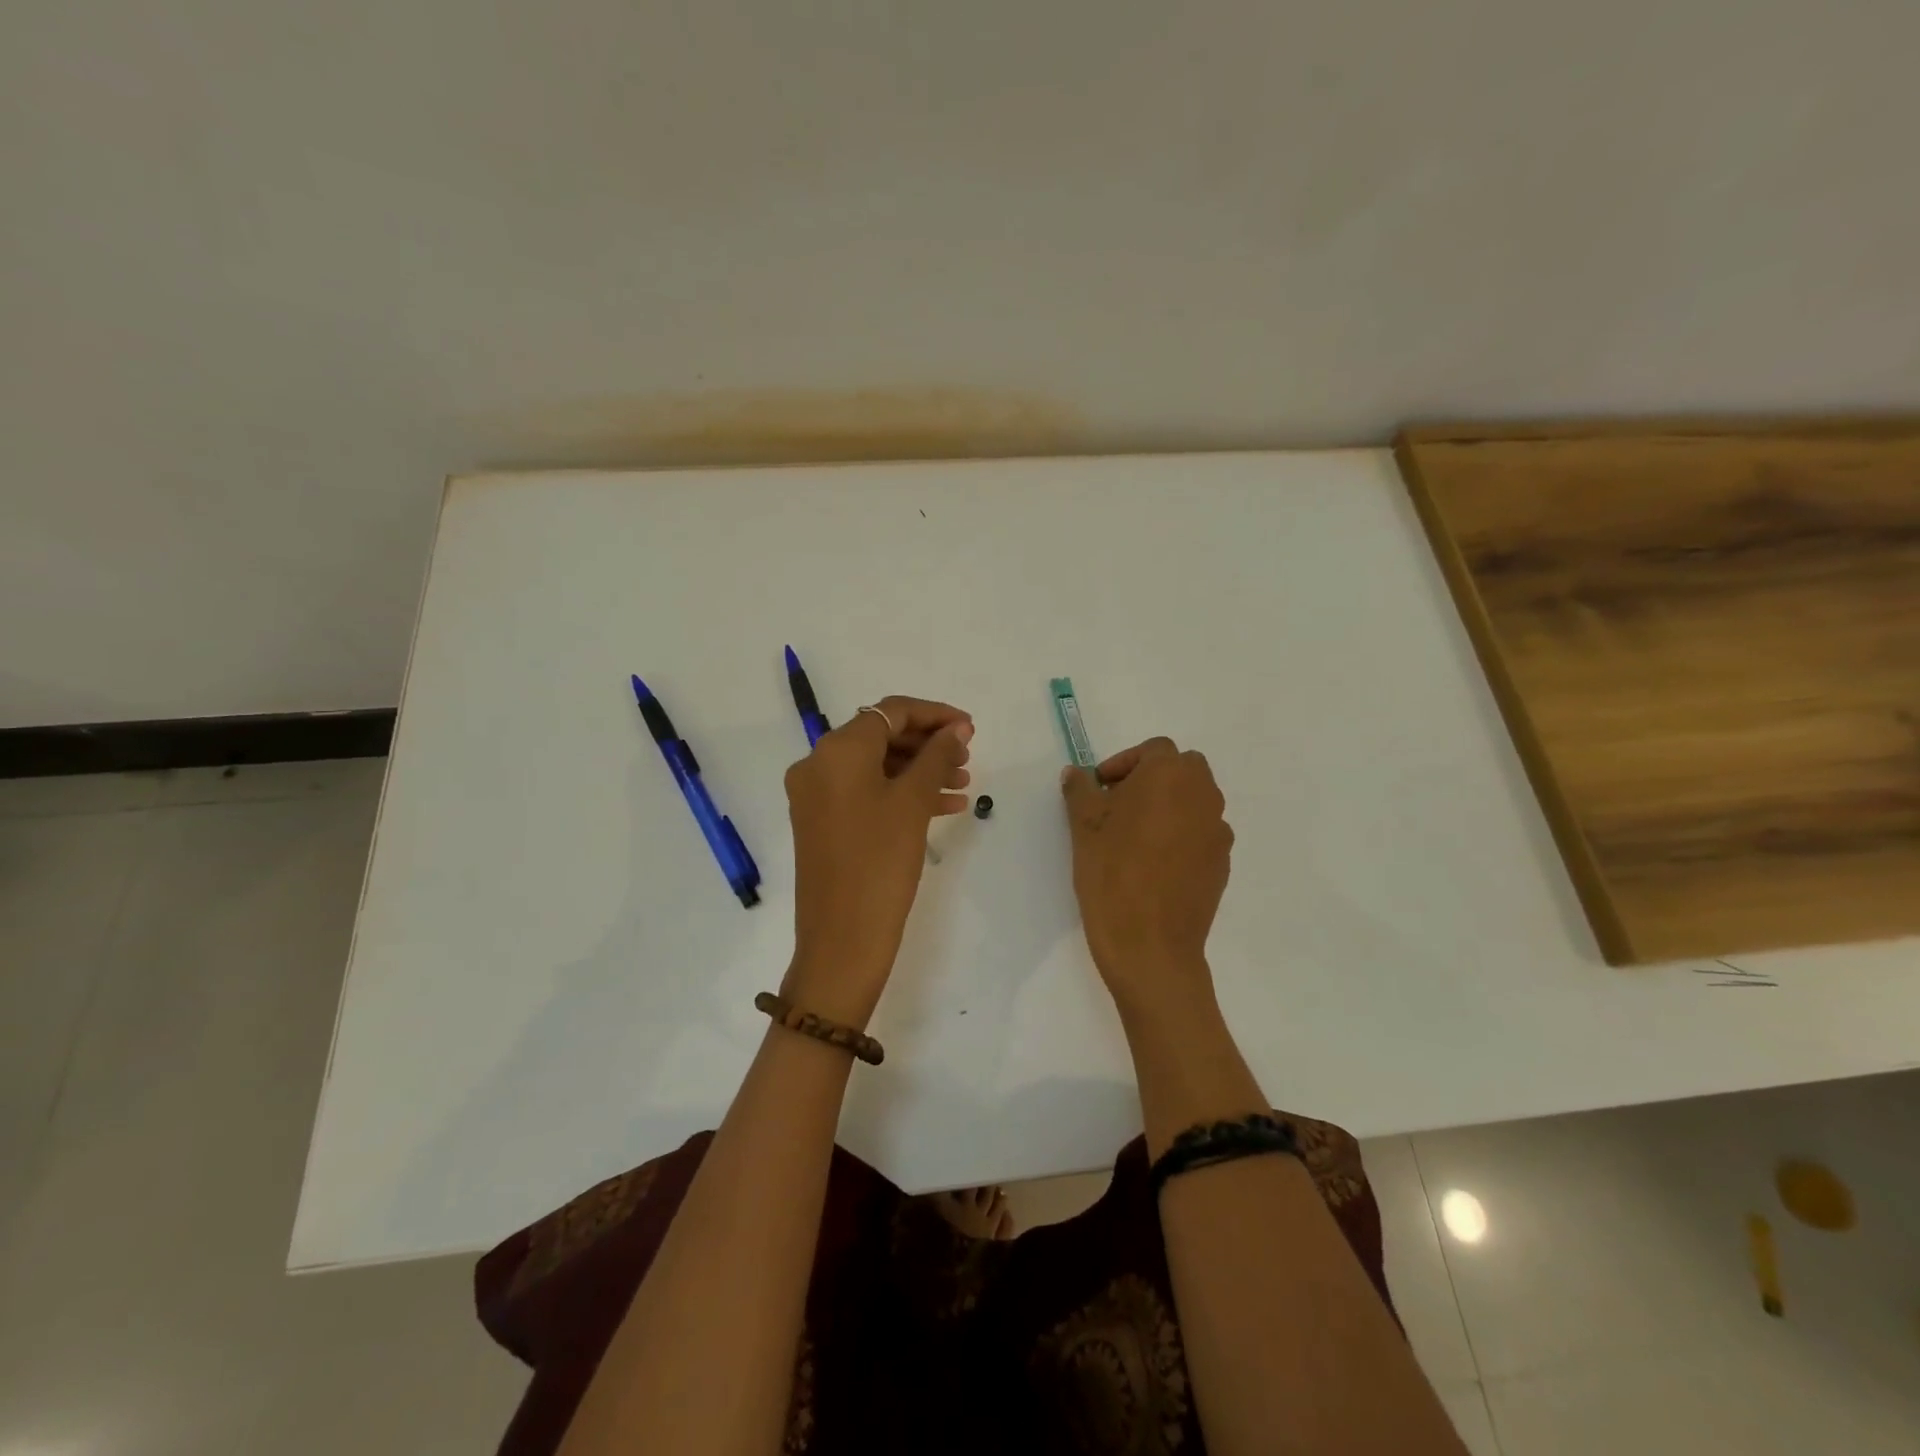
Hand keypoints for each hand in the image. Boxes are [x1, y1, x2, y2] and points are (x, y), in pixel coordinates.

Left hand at [782, 695, 972, 1024]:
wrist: (842, 939)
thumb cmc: (880, 862)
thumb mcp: (913, 803)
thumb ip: (937, 756)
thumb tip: (956, 729)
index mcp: (836, 750)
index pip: (891, 711)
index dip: (935, 714)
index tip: (970, 728)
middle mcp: (818, 764)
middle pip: (882, 736)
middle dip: (928, 743)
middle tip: (968, 757)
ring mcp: (817, 795)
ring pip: (877, 766)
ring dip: (919, 769)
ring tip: (963, 782)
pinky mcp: (823, 822)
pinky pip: (866, 792)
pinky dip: (902, 793)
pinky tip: (944, 805)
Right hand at [1061, 737, 1232, 1015]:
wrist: (1150, 945)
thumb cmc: (1111, 874)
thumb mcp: (1083, 826)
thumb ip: (1080, 789)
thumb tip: (1077, 773)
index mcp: (1170, 775)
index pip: (1153, 750)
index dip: (1123, 763)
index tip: (1100, 789)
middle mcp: (1203, 795)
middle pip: (1181, 769)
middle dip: (1151, 779)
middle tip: (1117, 806)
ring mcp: (1218, 830)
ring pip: (1194, 801)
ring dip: (1168, 805)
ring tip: (1134, 836)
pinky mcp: (1223, 863)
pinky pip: (1201, 833)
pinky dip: (1181, 835)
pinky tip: (1154, 864)